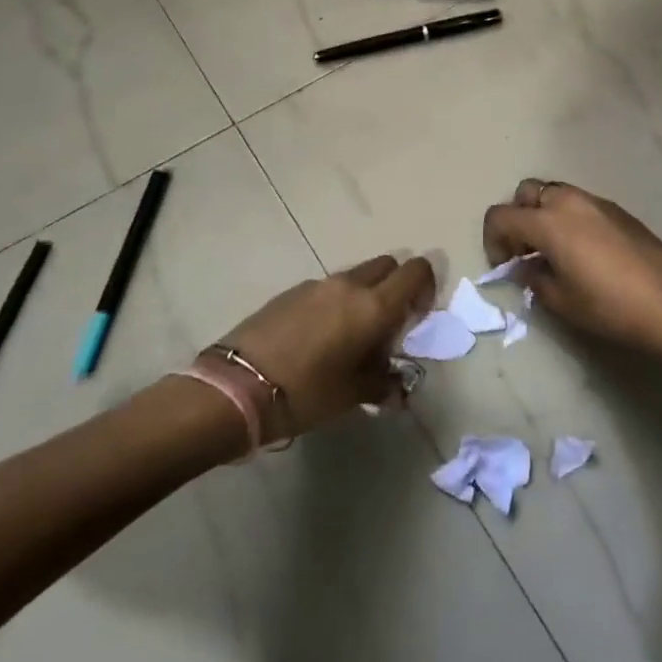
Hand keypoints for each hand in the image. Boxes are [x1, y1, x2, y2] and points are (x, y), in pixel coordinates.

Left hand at [219, 255, 434, 437]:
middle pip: (387, 265)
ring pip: (356, 277)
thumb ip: (383, 384)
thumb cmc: (306, 392)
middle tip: (387, 325)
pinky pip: (327, 288)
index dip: (425, 287)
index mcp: (373, 306)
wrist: (236, 388)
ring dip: (364, 296)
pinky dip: (336, 303)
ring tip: (351, 337)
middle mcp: (348, 285)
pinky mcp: (290, 292)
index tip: (416, 317)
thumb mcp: (352, 395)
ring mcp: (317, 285)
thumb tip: (398, 387)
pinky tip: (319, 339)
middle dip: (395, 287)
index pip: (415, 271)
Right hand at [482, 180, 661, 367]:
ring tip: (551, 251)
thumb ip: (534, 278)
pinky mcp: (618, 211)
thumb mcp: (561, 301)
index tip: (504, 266)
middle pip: (526, 192)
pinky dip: (567, 218)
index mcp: (549, 221)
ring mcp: (597, 202)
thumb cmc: (610, 307)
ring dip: (542, 214)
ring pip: (555, 193)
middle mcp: (569, 201)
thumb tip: (526, 267)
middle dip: (517, 217)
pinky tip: (581, 251)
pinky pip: (580, 204)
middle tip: (523, 251)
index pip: (501, 215)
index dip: (492, 240)